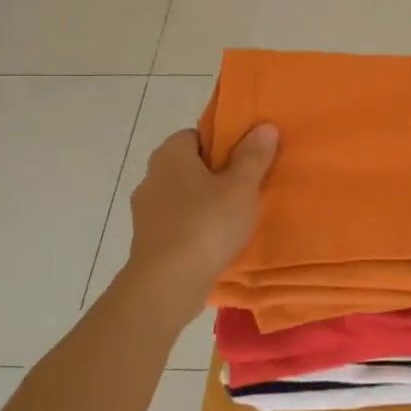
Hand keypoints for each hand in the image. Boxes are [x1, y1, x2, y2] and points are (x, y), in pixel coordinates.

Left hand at [119, 124, 277, 326]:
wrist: (167, 284)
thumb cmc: (206, 225)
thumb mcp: (241, 187)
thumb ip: (253, 156)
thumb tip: (264, 126)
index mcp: (170, 154)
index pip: (197, 135)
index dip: (222, 144)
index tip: (246, 160)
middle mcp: (152, 176)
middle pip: (190, 166)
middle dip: (216, 175)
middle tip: (247, 188)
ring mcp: (146, 210)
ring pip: (183, 196)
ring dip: (205, 204)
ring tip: (236, 218)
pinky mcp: (148, 240)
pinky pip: (178, 223)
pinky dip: (195, 227)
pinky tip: (216, 241)